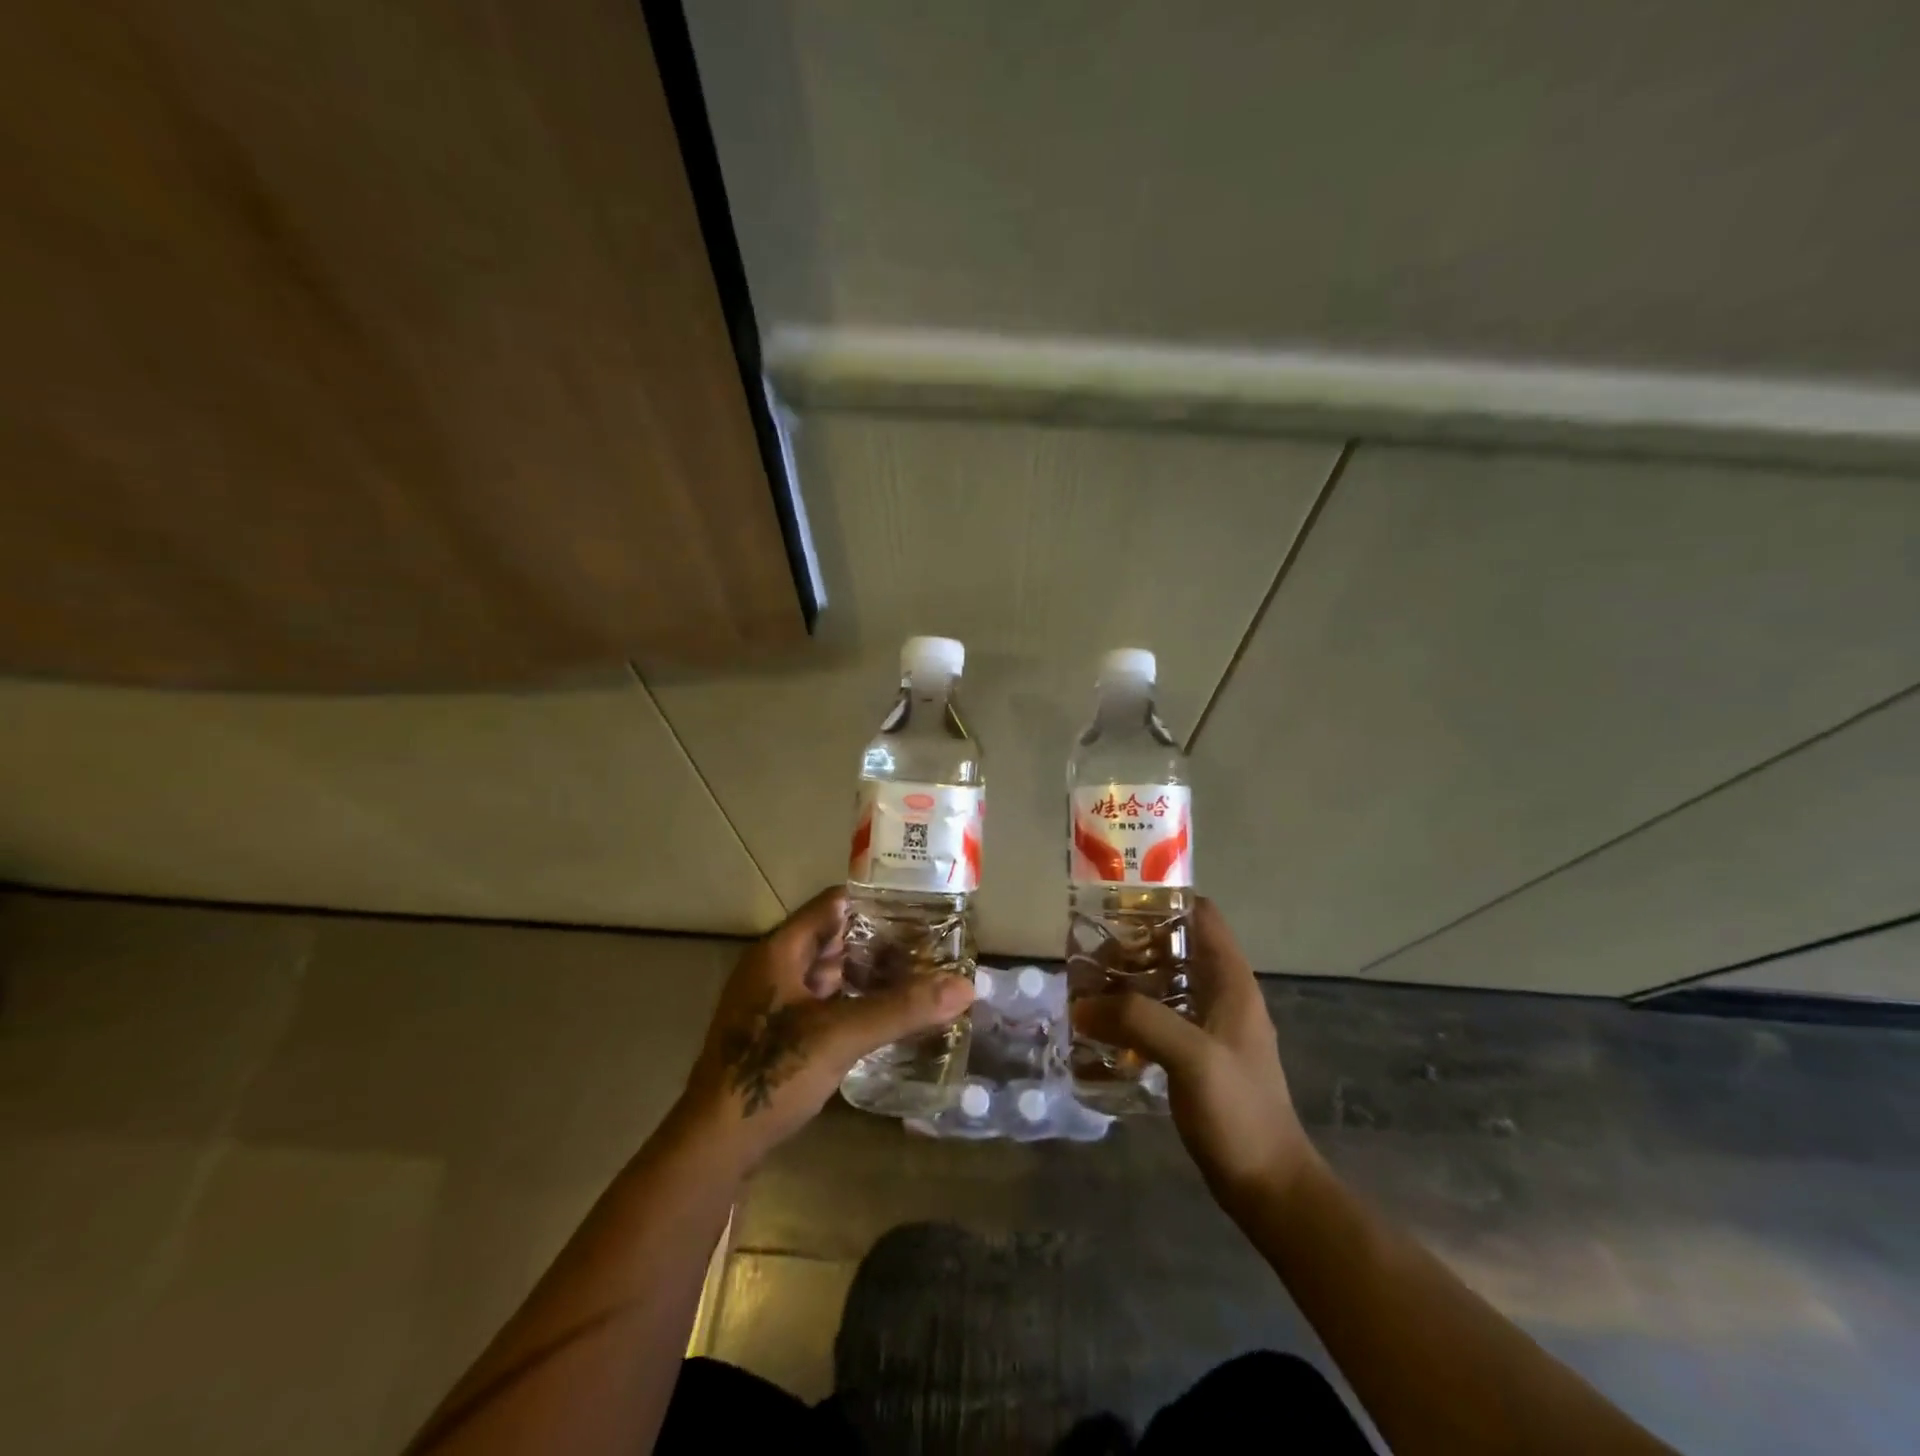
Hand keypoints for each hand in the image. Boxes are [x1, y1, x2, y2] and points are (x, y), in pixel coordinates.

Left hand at [676, 887, 975, 1170]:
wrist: (713, 1145)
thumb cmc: (772, 1073)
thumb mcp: (841, 1035)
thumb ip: (902, 1009)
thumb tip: (965, 986)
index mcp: (780, 950)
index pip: (833, 904)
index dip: (875, 902)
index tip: (919, 907)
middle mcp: (772, 967)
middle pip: (831, 938)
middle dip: (877, 941)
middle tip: (927, 946)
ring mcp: (769, 1002)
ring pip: (825, 973)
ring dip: (864, 974)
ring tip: (913, 977)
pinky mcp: (772, 1034)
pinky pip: (818, 1002)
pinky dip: (849, 1001)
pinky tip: (880, 1015)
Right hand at [1071, 898, 1317, 1213]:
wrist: (1269, 1186)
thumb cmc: (1239, 1112)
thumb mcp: (1191, 1056)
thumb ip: (1137, 1020)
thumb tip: (1082, 1004)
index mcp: (1231, 980)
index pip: (1200, 915)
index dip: (1162, 901)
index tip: (1115, 906)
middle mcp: (1221, 994)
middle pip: (1175, 947)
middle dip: (1132, 944)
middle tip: (1089, 955)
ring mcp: (1210, 1027)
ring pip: (1163, 983)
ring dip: (1128, 982)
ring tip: (1087, 988)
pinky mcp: (1196, 1056)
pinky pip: (1159, 1019)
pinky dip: (1131, 1015)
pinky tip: (1102, 1029)